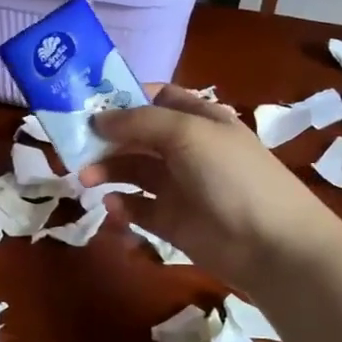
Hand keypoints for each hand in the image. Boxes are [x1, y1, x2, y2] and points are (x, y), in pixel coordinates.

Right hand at [88, 85, 341, 296]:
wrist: (272, 244)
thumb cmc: (231, 175)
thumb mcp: (187, 133)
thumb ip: (139, 121)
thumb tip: (97, 118)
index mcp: (198, 118)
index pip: (157, 98)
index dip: (124, 97)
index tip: (87, 103)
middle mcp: (187, 148)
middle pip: (136, 135)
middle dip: (104, 137)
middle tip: (69, 144)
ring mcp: (179, 186)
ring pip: (132, 170)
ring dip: (106, 170)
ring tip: (83, 179)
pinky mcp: (172, 221)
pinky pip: (138, 208)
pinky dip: (121, 206)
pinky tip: (112, 207)